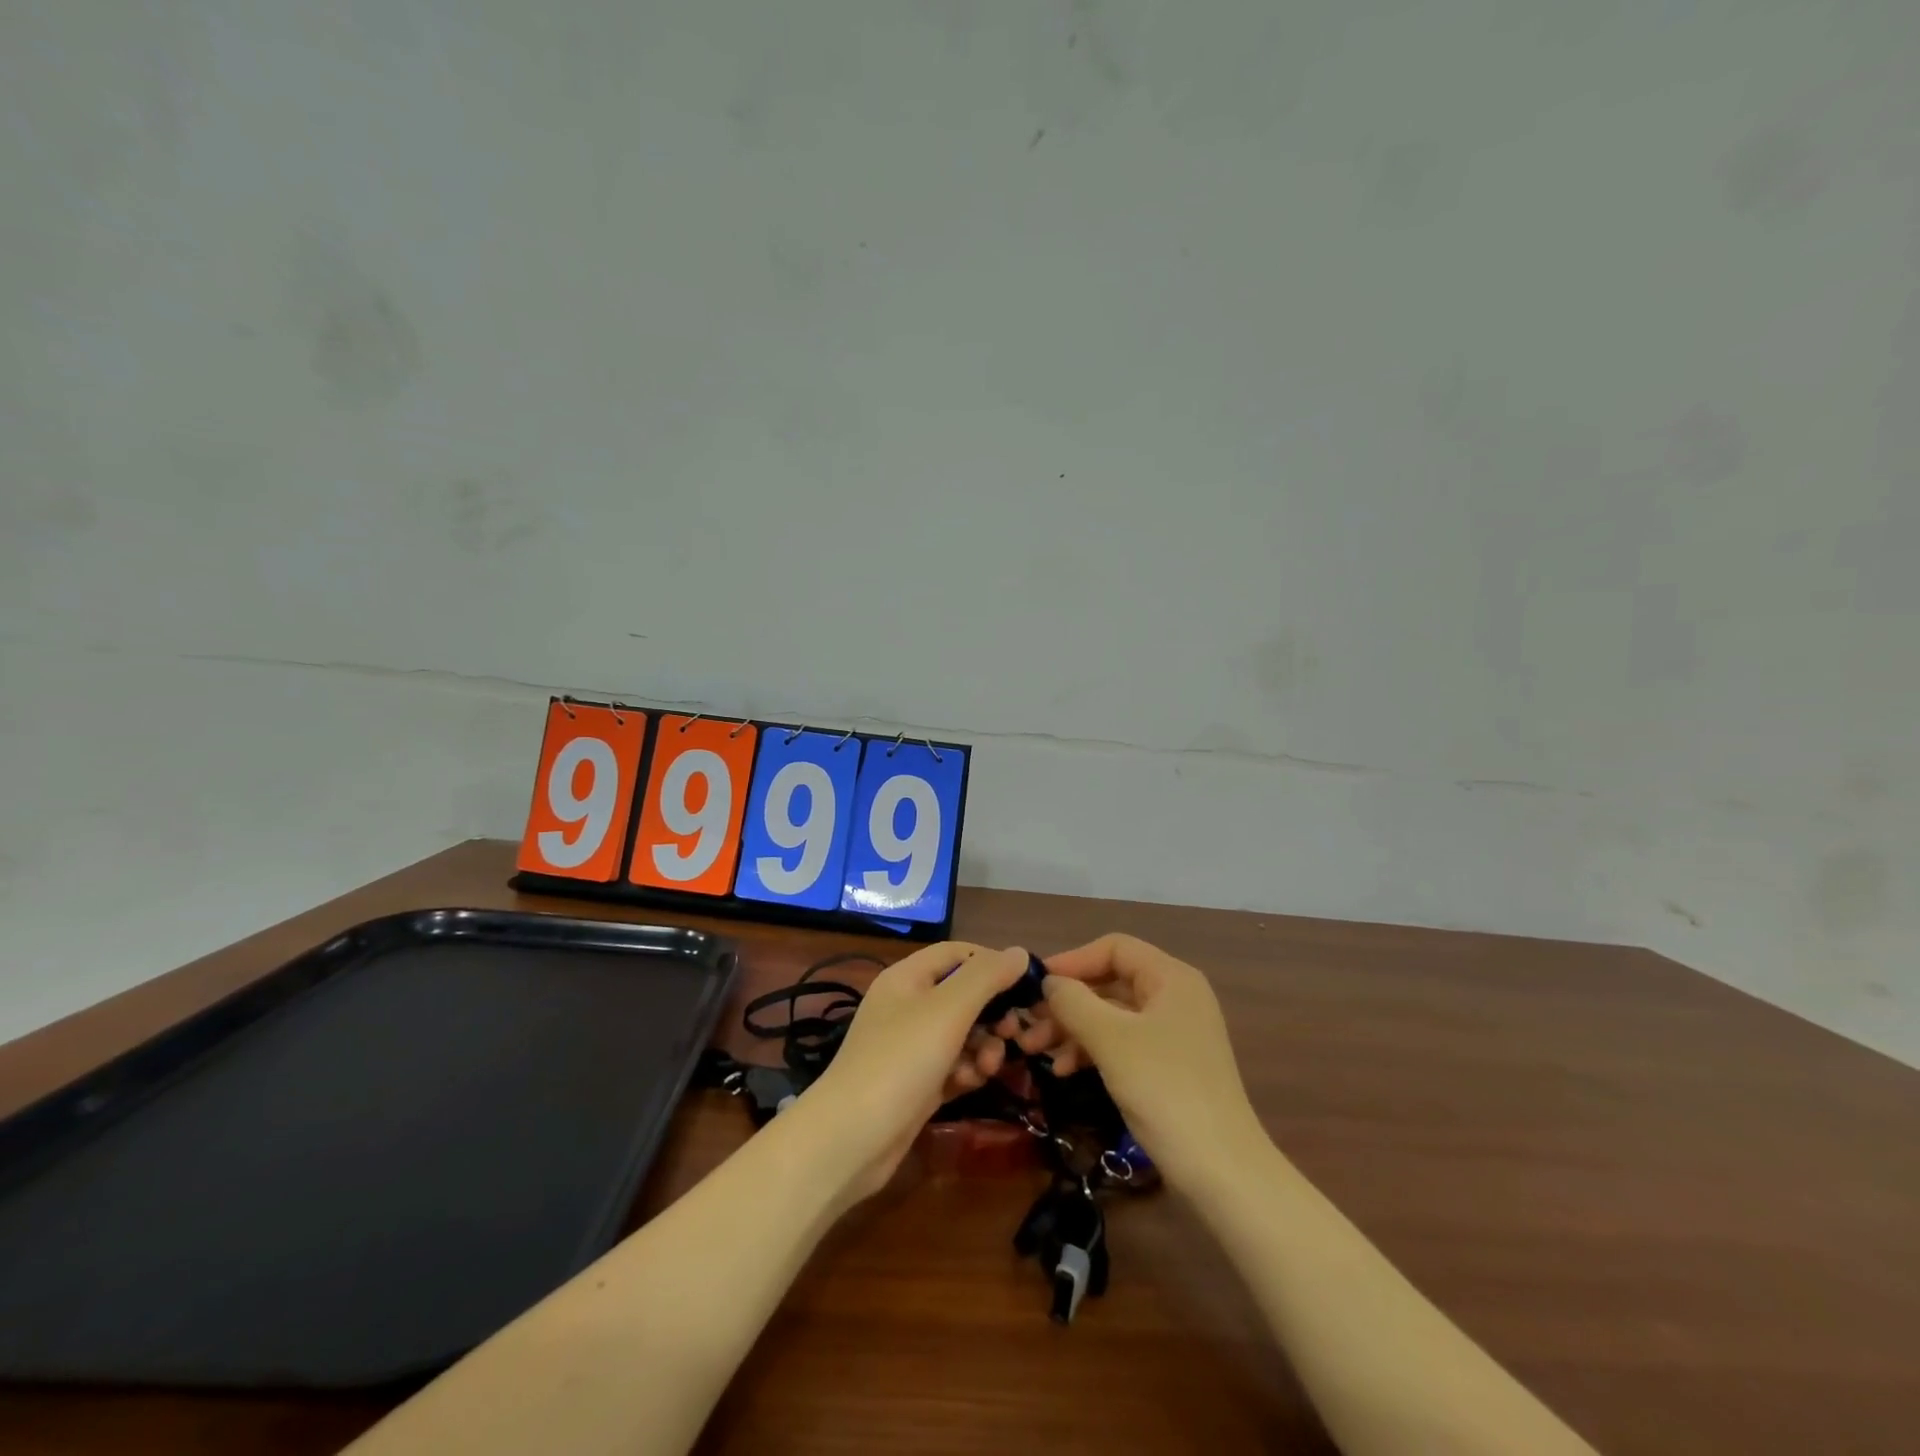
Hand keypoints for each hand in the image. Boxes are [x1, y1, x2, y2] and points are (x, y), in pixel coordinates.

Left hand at [792, 943, 1029, 1204]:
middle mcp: (908, 1005)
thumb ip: (986, 977)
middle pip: (964, 995)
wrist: (851, 1137)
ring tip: (990, 1066)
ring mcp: (910, 1046)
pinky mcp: (917, 1082)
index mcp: (908, 977)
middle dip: (993, 1012)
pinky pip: (953, 1065)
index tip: (1026, 985)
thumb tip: (1019, 952)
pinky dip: (966, 1071)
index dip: (992, 962)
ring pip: (963, 1033)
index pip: (958, 953)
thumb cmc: (901, 1059)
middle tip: (1014, 1033)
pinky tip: (970, 1083)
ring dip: (984, 1046)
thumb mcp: (948, 1009)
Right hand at [1034, 934, 1266, 1188]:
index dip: (1072, 960)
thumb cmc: (1165, 1090)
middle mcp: (1175, 997)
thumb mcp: (1111, 1040)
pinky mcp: (1169, 1066)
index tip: (1035, 984)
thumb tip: (1048, 981)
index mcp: (1171, 978)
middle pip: (1110, 982)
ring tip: (1034, 1051)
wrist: (1222, 1172)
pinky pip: (1122, 1043)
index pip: (1113, 948)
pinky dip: (1092, 1050)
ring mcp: (1173, 1033)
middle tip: (1028, 1024)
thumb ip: (1074, 1002)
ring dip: (1072, 1029)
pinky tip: (1064, 1070)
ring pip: (1112, 1015)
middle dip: (1067, 1002)